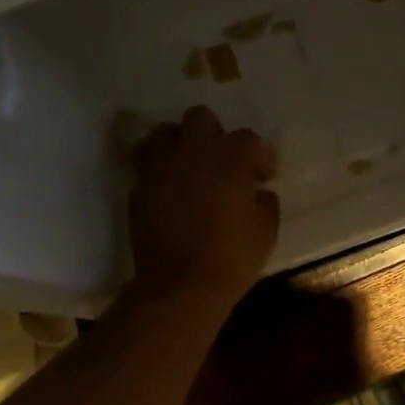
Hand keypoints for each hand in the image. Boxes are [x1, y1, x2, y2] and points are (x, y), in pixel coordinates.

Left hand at [130, 106, 279, 304]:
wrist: (181, 286)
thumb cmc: (232, 258)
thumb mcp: (266, 232)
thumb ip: (264, 203)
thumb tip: (258, 192)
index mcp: (229, 158)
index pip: (248, 139)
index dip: (259, 156)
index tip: (263, 176)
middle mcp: (192, 152)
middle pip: (200, 118)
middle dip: (213, 134)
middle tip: (222, 161)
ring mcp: (160, 168)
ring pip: (164, 133)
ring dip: (179, 144)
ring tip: (188, 167)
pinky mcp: (139, 188)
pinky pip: (147, 164)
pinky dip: (158, 170)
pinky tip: (169, 189)